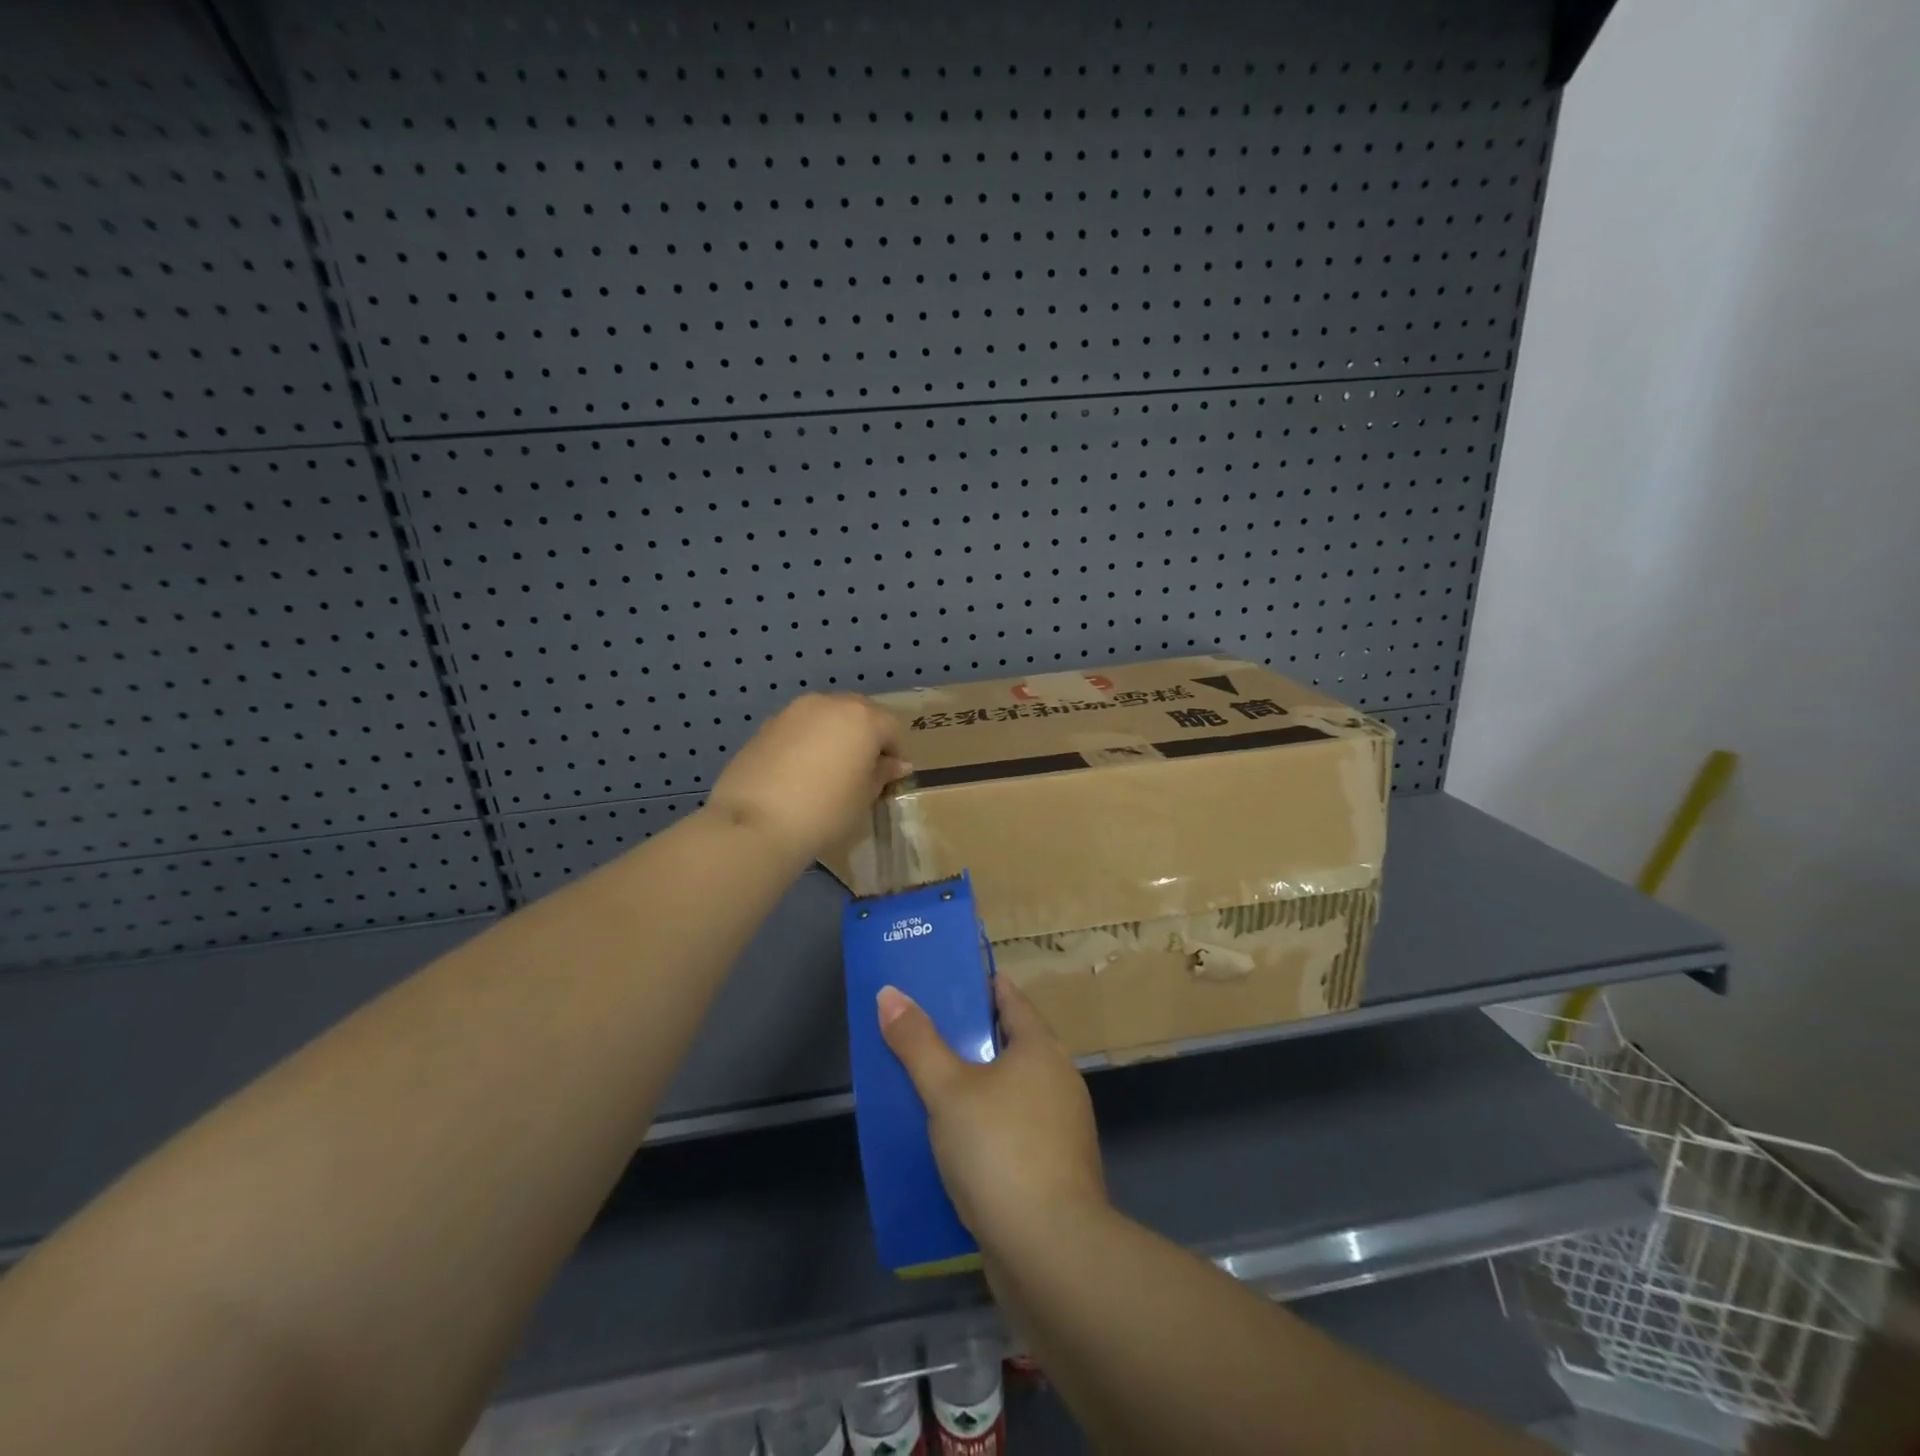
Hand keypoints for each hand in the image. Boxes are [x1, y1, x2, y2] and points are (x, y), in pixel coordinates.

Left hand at [704, 694, 911, 864]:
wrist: (756, 823)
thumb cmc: (825, 811)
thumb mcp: (863, 798)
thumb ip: (881, 774)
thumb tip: (896, 764)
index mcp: (862, 718)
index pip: (891, 728)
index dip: (895, 753)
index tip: (890, 779)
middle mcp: (829, 703)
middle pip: (858, 713)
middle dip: (865, 737)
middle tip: (861, 771)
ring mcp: (794, 711)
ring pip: (826, 717)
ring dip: (834, 736)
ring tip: (828, 771)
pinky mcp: (766, 725)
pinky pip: (799, 728)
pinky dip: (807, 742)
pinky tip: (799, 773)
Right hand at [878, 976, 1107, 1256]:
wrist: (1051, 1252)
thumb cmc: (999, 1150)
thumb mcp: (948, 1089)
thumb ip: (917, 1042)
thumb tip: (889, 993)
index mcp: (1041, 1048)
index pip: (1010, 998)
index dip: (979, 987)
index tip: (945, 984)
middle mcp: (1059, 1079)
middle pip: (1012, 1044)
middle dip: (972, 1039)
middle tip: (925, 1034)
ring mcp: (1062, 1128)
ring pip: (1012, 1092)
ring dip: (978, 1088)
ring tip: (931, 1088)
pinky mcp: (1055, 1171)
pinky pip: (1015, 1132)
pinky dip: (988, 1128)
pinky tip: (955, 1145)